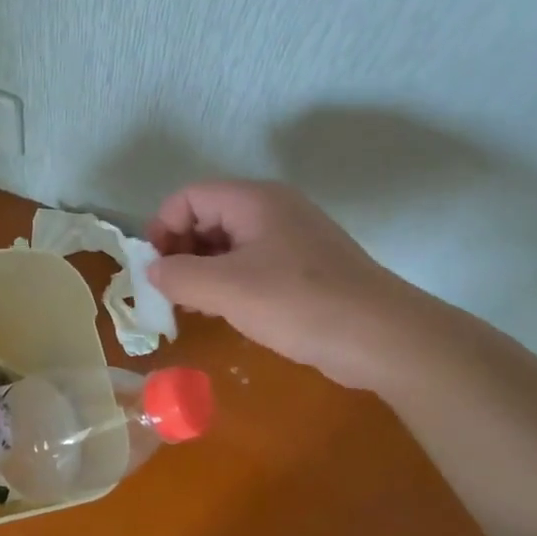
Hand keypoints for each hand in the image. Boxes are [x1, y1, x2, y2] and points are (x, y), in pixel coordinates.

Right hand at [147, 180, 435, 388]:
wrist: (383, 338)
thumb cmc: (299, 304)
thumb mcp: (226, 290)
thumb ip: (178, 276)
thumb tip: (152, 271)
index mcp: (253, 200)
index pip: (188, 197)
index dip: (162, 228)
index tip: (154, 270)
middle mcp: (272, 208)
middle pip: (207, 216)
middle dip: (181, 250)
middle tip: (171, 291)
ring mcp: (292, 236)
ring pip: (229, 242)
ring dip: (203, 269)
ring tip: (194, 305)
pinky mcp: (305, 265)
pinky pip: (252, 262)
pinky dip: (230, 281)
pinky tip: (227, 311)